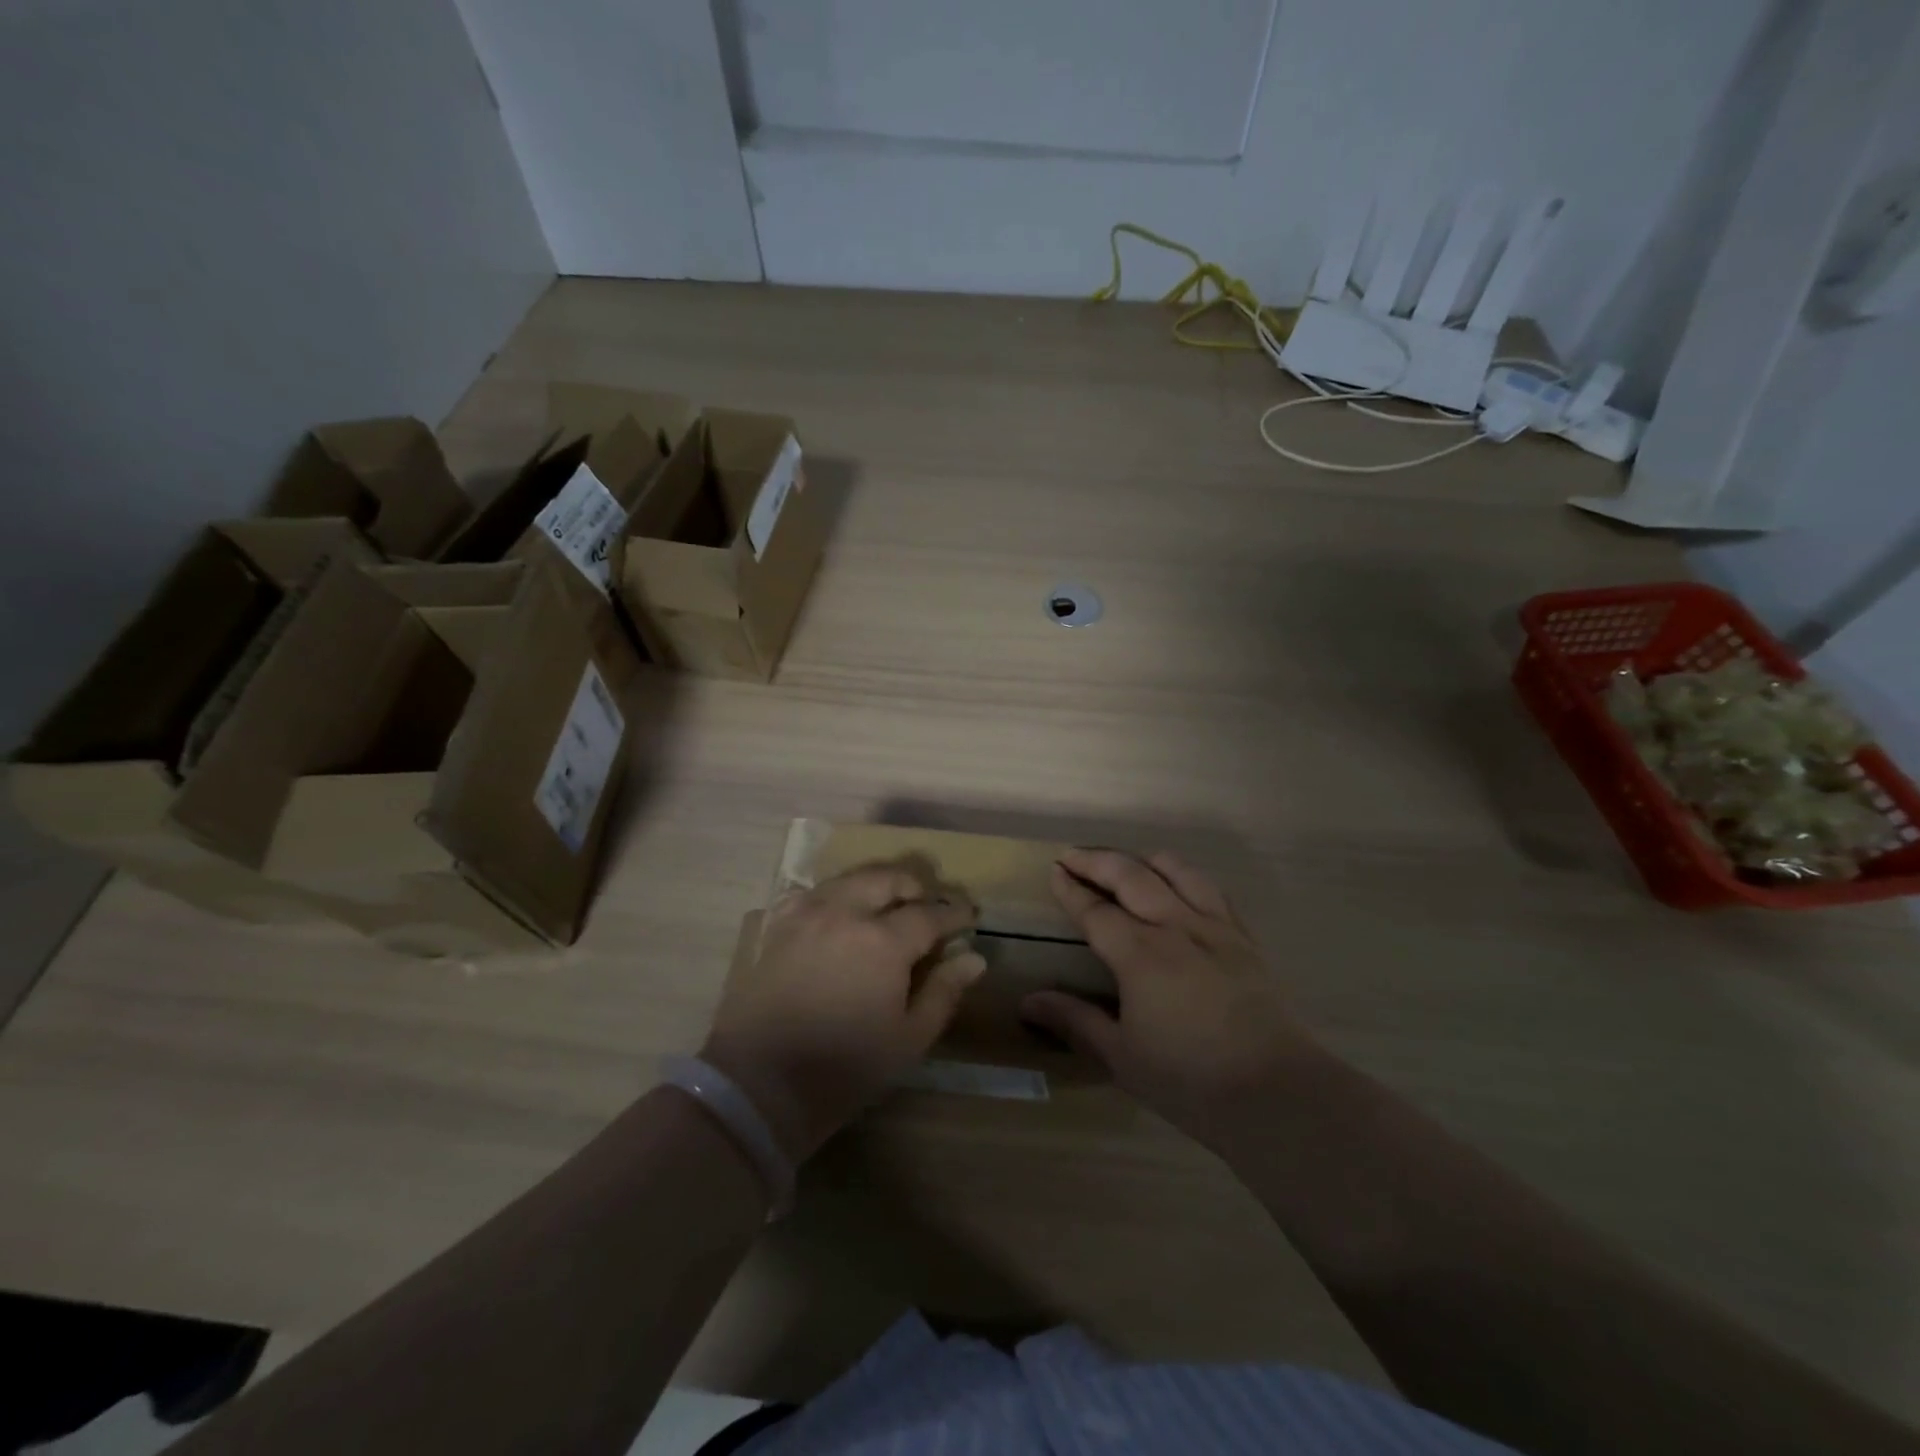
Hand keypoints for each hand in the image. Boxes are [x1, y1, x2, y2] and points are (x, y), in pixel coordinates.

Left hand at [702, 862, 983, 1161]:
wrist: (759, 1084)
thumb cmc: (845, 1068)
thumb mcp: (908, 1039)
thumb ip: (943, 992)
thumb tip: (974, 958)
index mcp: (883, 940)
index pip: (929, 914)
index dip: (954, 914)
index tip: (969, 916)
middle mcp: (845, 912)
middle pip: (888, 878)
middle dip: (915, 886)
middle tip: (928, 905)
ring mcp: (807, 914)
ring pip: (850, 877)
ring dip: (877, 884)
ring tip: (888, 905)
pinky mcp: (778, 926)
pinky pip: (813, 892)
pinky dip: (836, 894)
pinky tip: (840, 914)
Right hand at [1021, 849, 1312, 1144]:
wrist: (1277, 1094)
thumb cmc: (1190, 1080)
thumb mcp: (1122, 1056)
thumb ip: (1075, 1021)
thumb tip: (1028, 1002)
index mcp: (1139, 954)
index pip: (1096, 910)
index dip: (1071, 889)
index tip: (1054, 870)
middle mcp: (1175, 926)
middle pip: (1131, 876)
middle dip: (1097, 861)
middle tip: (1073, 855)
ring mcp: (1215, 928)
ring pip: (1177, 871)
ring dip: (1144, 860)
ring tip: (1128, 864)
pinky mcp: (1244, 939)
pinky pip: (1213, 890)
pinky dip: (1187, 877)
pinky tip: (1182, 888)